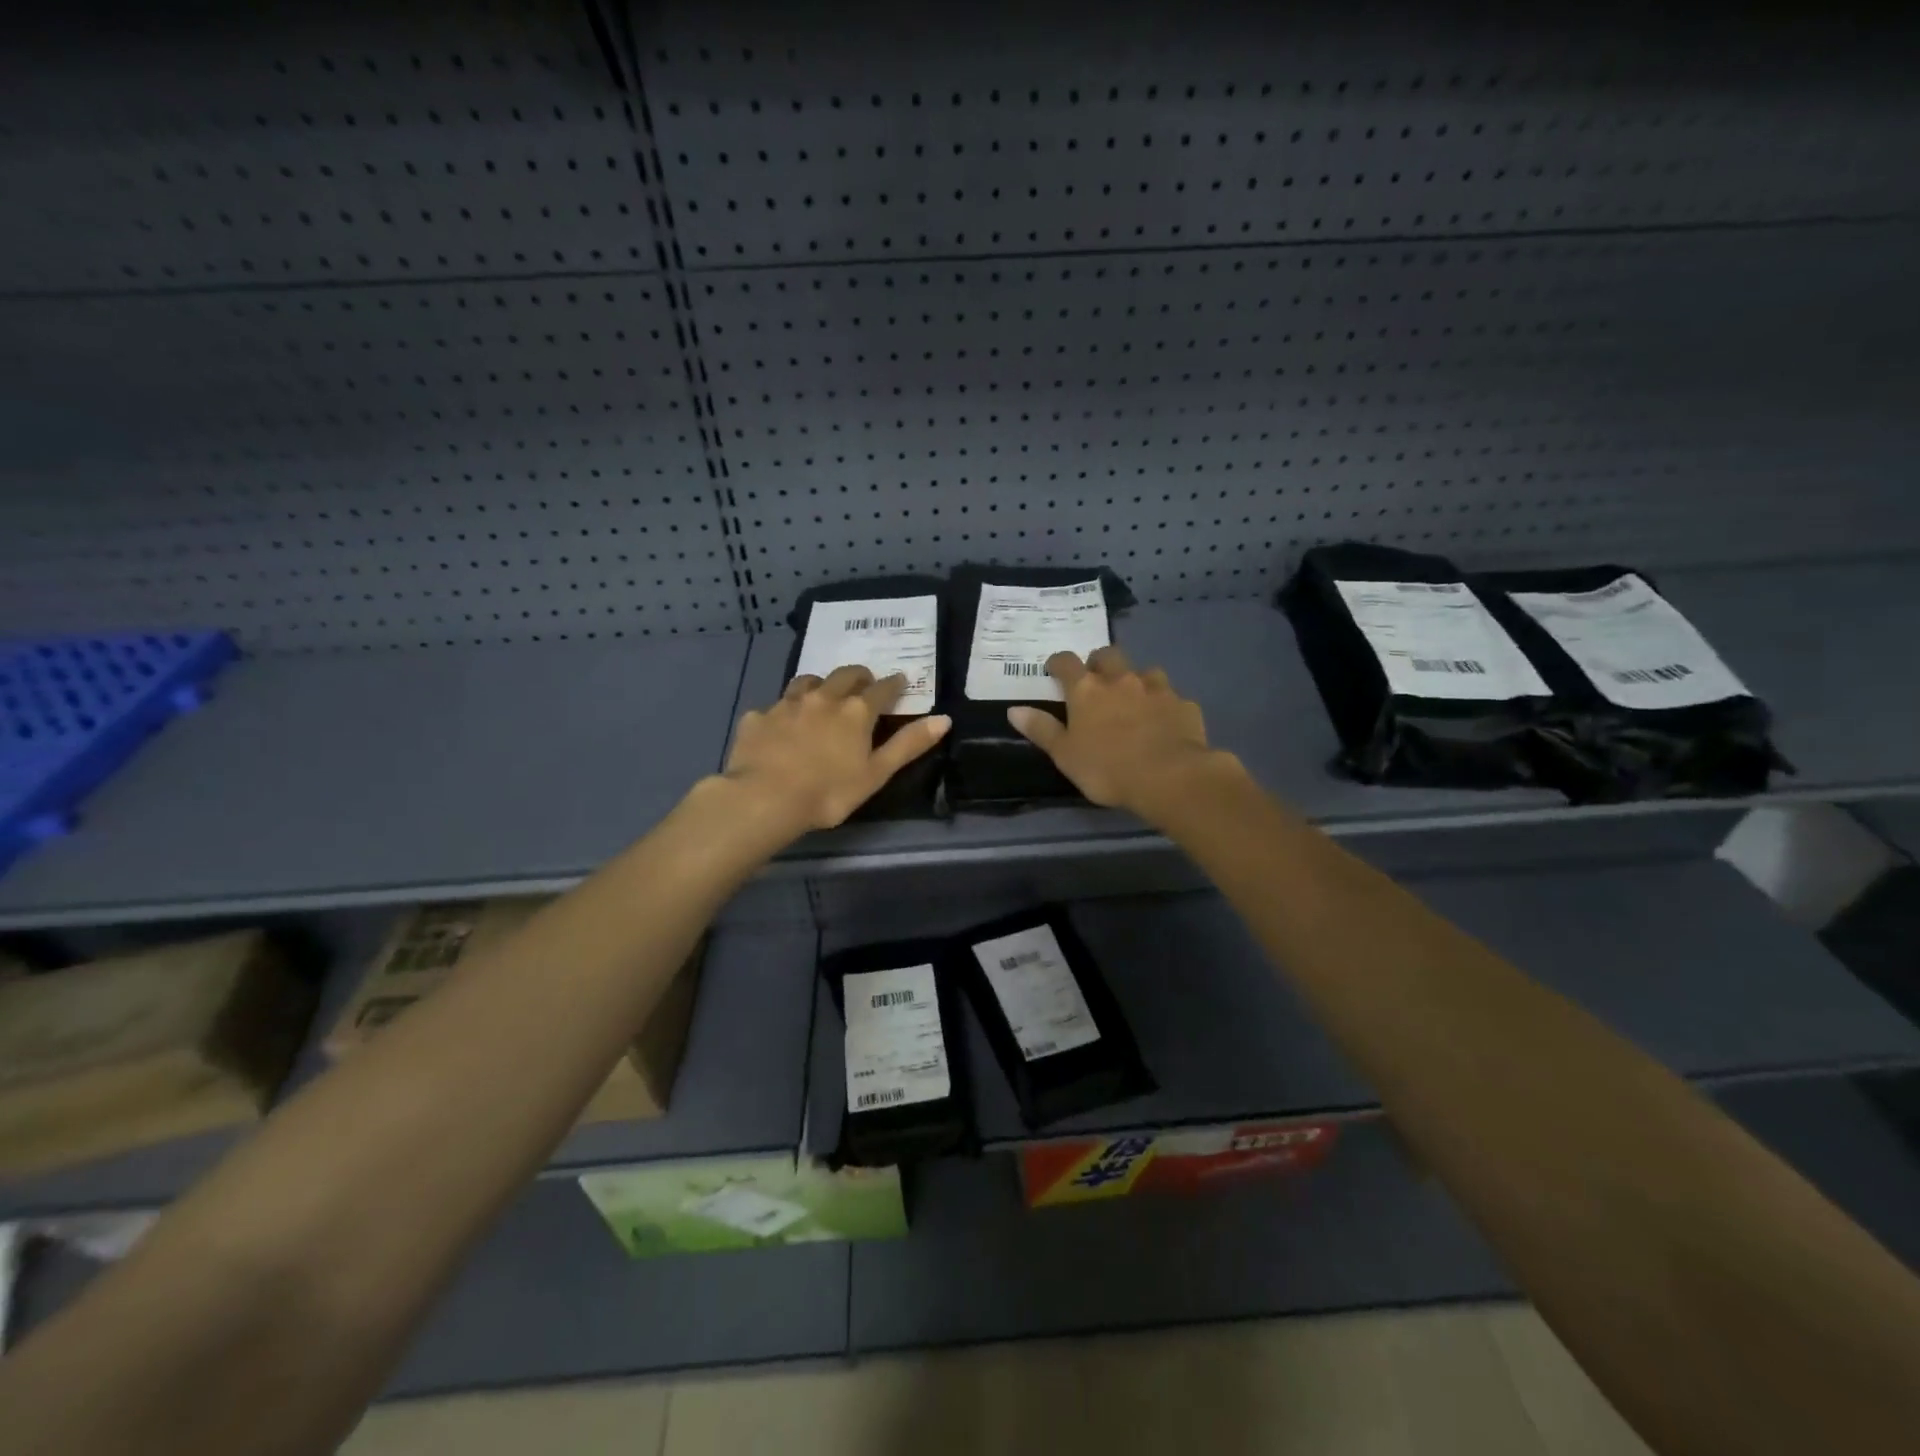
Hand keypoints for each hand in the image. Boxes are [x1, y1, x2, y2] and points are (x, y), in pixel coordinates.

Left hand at [722, 665, 950, 833]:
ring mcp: (786, 704)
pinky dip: (783, 712)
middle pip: (844, 675)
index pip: (882, 689)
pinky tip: (780, 726)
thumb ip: (909, 745)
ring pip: (807, 682)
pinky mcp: (757, 718)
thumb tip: (944, 719)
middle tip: (864, 682)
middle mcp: (822, 698)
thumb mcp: (876, 773)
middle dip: (858, 675)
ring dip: (820, 684)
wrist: (764, 799)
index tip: (901, 681)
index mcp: (856, 712)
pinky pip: (774, 707)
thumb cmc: (829, 792)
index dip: (894, 684)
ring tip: (822, 695)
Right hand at [1007, 647, 1238, 822]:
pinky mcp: (1184, 704)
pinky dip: (1164, 705)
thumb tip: (1014, 709)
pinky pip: (1172, 698)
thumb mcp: (1064, 754)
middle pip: (1108, 655)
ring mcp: (1157, 689)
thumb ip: (1041, 730)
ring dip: (1136, 680)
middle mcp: (1121, 679)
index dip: (1058, 663)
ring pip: (1145, 671)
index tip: (1054, 670)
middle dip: (1100, 663)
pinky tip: (1164, 723)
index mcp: (1087, 690)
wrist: (1169, 777)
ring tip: (1134, 700)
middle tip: (1096, 681)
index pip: (1066, 662)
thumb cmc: (1106, 768)